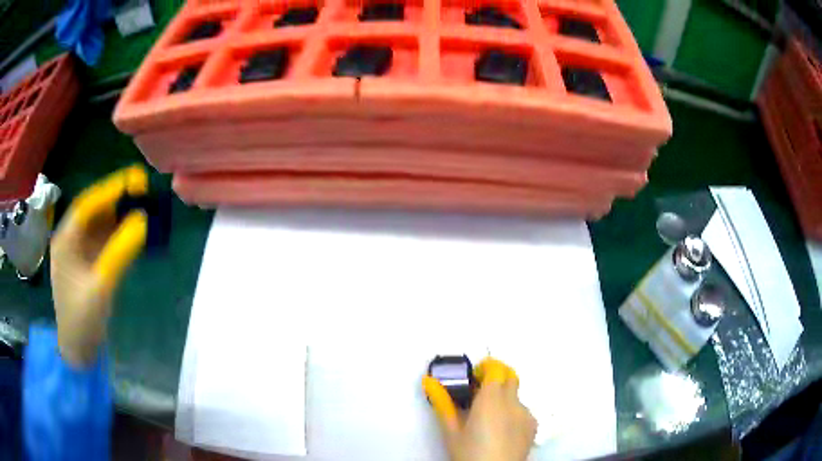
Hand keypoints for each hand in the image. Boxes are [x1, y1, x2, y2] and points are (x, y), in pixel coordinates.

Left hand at [50, 166, 147, 367]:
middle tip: (142, 187)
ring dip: (119, 215)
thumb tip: (143, 220)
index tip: (134, 179)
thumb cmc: (82, 320)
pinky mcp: (89, 265)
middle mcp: (71, 240)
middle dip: (116, 199)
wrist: (79, 351)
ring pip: (100, 225)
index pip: (87, 205)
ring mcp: (79, 253)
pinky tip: (133, 230)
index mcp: (65, 240)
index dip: (110, 190)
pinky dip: (119, 234)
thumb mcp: (100, 286)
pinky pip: (104, 242)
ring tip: (142, 204)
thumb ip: (120, 252)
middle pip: (94, 211)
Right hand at [423, 358, 536, 460]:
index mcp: (491, 399)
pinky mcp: (533, 426)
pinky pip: (522, 410)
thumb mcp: (451, 431)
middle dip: (496, 378)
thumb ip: (442, 403)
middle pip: (510, 376)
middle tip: (478, 395)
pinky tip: (500, 432)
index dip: (485, 368)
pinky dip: (511, 413)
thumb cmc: (469, 453)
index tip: (473, 378)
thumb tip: (428, 380)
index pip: (496, 368)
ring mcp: (526, 414)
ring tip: (487, 420)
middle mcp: (513, 402)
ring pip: (515, 396)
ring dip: (503, 398)